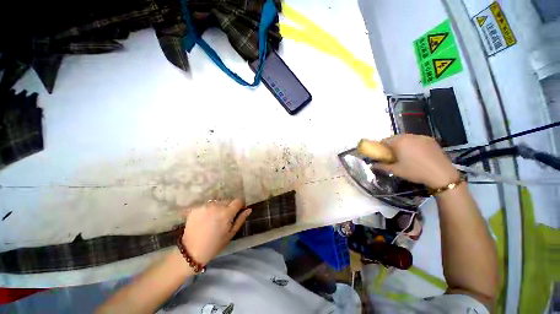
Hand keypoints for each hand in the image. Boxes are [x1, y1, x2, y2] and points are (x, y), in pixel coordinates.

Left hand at [181, 199, 250, 265]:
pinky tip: (205, 219)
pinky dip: (208, 209)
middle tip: (224, 218)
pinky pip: (207, 205)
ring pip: (217, 202)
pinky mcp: (196, 208)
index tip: (238, 212)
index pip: (238, 200)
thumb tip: (249, 209)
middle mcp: (216, 206)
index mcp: (226, 213)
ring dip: (218, 207)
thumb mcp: (231, 234)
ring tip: (214, 218)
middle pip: (228, 200)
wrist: (191, 252)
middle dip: (229, 207)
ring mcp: (205, 206)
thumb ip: (240, 219)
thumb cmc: (215, 245)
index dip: (239, 205)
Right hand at [373, 135, 458, 188]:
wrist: (442, 174)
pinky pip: (417, 139)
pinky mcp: (430, 140)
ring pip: (406, 138)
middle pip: (395, 138)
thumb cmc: (415, 172)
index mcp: (399, 142)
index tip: (382, 155)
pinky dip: (413, 144)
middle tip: (393, 155)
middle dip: (392, 145)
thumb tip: (372, 165)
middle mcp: (409, 136)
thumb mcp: (396, 170)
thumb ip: (382, 166)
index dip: (381, 147)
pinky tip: (417, 154)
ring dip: (403, 144)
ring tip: (406, 154)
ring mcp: (421, 137)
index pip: (384, 141)